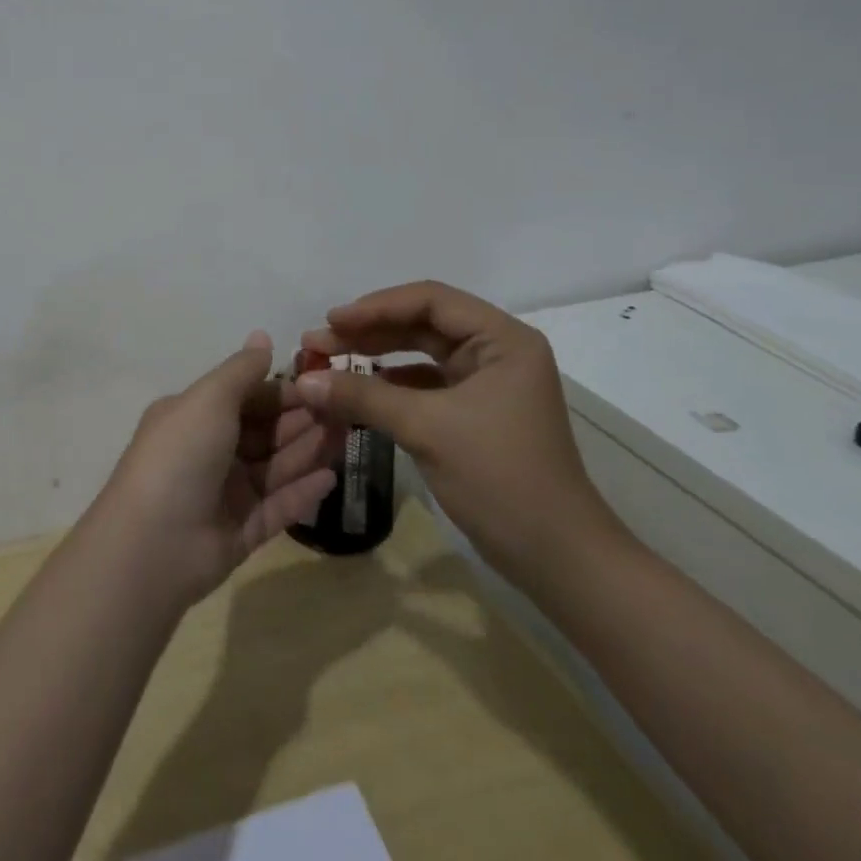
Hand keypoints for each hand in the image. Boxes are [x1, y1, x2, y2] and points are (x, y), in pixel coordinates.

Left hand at [97, 331, 340, 608]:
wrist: (154, 544)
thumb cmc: (181, 455)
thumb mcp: (209, 398)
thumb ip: (241, 370)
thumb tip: (262, 336)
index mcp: (193, 416)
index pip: (244, 397)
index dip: (281, 390)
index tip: (321, 384)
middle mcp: (208, 452)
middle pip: (263, 431)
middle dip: (300, 419)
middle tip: (344, 409)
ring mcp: (224, 494)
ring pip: (274, 467)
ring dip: (307, 450)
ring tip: (346, 436)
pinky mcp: (240, 533)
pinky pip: (277, 507)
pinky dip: (302, 492)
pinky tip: (331, 477)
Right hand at [294, 281, 624, 587]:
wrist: (557, 559)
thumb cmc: (500, 478)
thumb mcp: (427, 429)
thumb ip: (363, 396)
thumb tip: (303, 380)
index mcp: (502, 339)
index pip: (430, 301)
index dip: (376, 306)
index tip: (331, 320)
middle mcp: (497, 351)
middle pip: (422, 324)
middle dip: (369, 332)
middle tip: (318, 343)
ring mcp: (487, 382)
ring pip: (420, 354)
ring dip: (375, 356)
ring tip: (328, 361)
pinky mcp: (476, 412)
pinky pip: (425, 384)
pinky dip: (390, 384)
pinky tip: (358, 390)